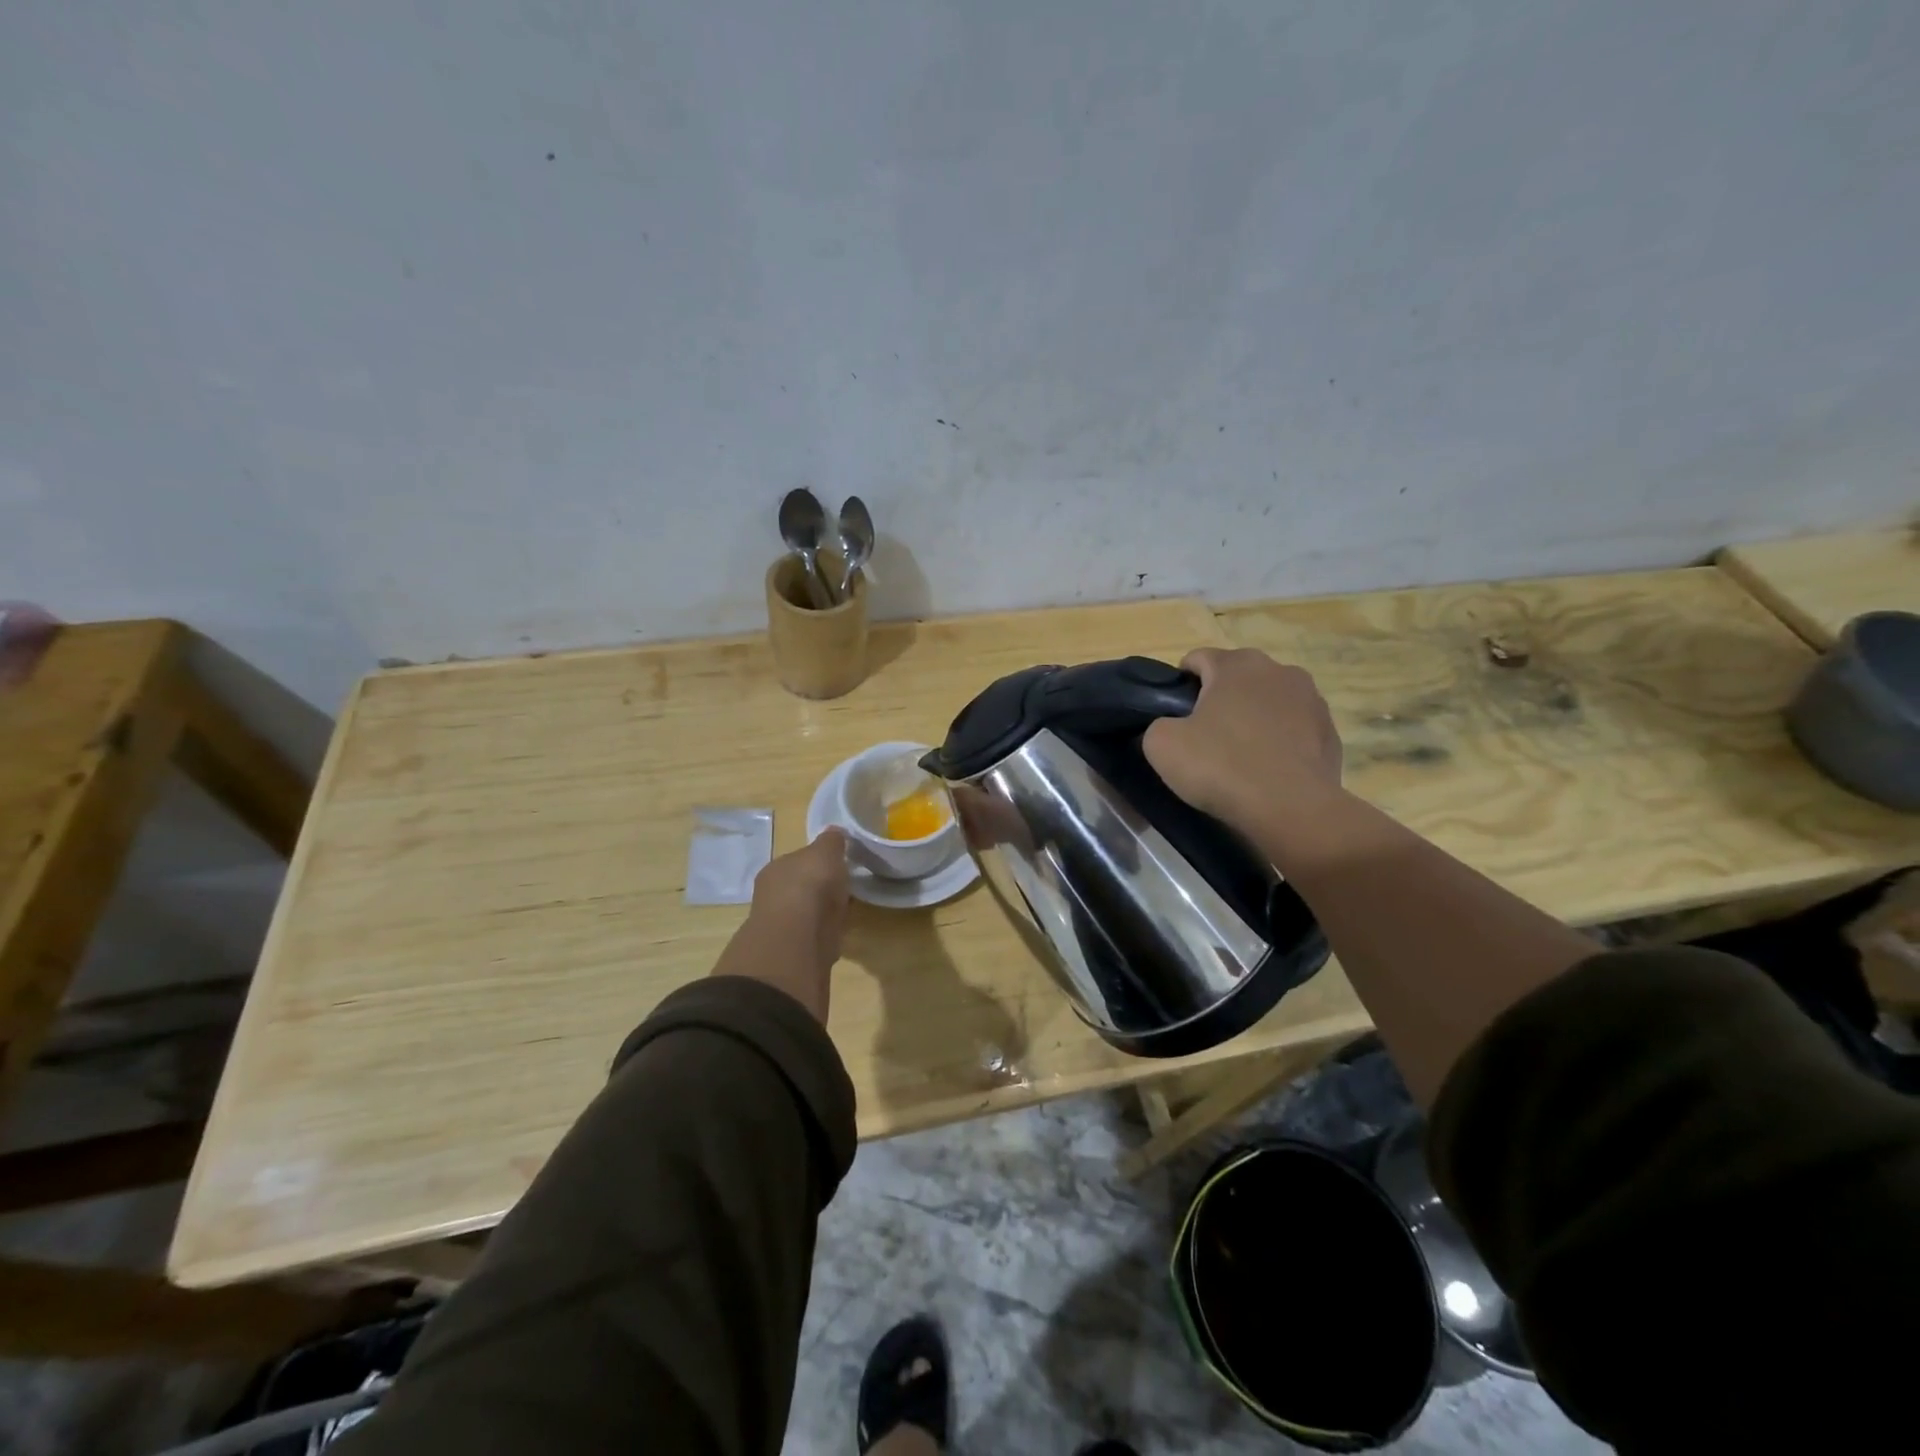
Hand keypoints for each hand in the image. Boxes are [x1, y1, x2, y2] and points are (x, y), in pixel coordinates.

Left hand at [710, 829, 851, 1022]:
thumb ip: (830, 842)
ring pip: (807, 915)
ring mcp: (783, 928)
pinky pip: (815, 938)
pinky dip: (825, 937)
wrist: (797, 943)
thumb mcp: (825, 852)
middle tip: (845, 889)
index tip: (839, 864)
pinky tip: (839, 936)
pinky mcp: (795, 955)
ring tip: (846, 913)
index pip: (798, 861)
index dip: (818, 862)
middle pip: (801, 889)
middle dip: (819, 890)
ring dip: (822, 915)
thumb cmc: (808, 887)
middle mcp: (773, 897)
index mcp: (776, 870)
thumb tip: (835, 832)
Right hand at [1143, 647, 1343, 840]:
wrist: (1291, 809)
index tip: (1174, 716)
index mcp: (1237, 664)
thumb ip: (1159, 724)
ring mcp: (1311, 700)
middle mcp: (1278, 670)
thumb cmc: (1222, 766)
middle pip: (1237, 677)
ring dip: (1252, 718)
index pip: (1198, 659)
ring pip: (1268, 701)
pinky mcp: (1330, 731)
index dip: (1180, 685)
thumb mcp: (1162, 745)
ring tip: (1239, 755)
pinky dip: (1278, 741)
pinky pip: (1293, 729)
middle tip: (1203, 737)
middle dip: (1219, 699)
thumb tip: (1173, 727)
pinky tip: (1267, 769)